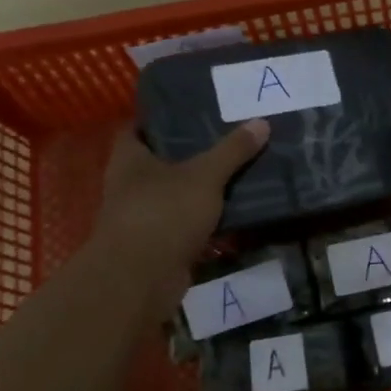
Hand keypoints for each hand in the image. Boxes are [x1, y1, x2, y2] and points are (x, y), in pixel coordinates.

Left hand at [92, 120, 268, 319]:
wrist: (141, 279)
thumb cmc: (164, 213)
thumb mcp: (205, 176)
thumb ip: (232, 151)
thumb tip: (262, 122)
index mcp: (129, 159)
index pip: (139, 128)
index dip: (162, 119)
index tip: (194, 111)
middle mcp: (128, 184)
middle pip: (159, 161)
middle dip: (189, 153)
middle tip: (227, 138)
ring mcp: (141, 216)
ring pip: (174, 193)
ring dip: (198, 187)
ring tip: (236, 171)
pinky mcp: (157, 244)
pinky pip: (183, 222)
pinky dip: (203, 217)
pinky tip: (231, 209)